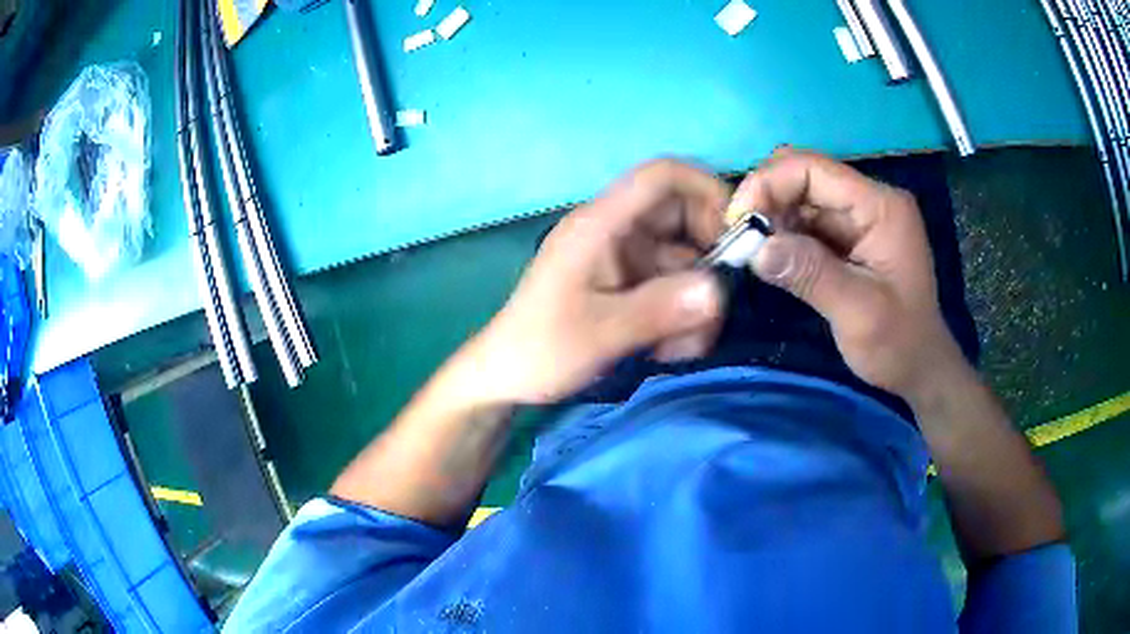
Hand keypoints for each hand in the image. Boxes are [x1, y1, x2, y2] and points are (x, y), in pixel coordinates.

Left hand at [461, 159, 729, 404]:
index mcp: (601, 223)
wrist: (506, 377)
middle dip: (710, 261)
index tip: (738, 235)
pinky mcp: (629, 284)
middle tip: (715, 309)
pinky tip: (667, 350)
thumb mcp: (600, 333)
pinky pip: (674, 287)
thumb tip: (719, 291)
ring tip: (680, 347)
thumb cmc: (541, 349)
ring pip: (686, 260)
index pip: (662, 176)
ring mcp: (625, 258)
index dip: (707, 190)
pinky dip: (683, 315)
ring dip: (697, 301)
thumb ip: (659, 309)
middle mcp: (617, 231)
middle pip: (685, 218)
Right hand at [727, 149, 966, 401]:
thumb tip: (755, 248)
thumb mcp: (859, 313)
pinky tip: (769, 257)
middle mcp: (869, 201)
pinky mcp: (849, 237)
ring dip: (771, 218)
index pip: (814, 169)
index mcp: (880, 206)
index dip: (769, 184)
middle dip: (766, 199)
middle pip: (804, 175)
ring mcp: (859, 218)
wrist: (920, 369)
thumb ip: (811, 275)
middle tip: (739, 239)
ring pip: (800, 197)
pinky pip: (806, 222)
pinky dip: (782, 234)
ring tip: (749, 251)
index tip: (737, 222)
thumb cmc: (898, 343)